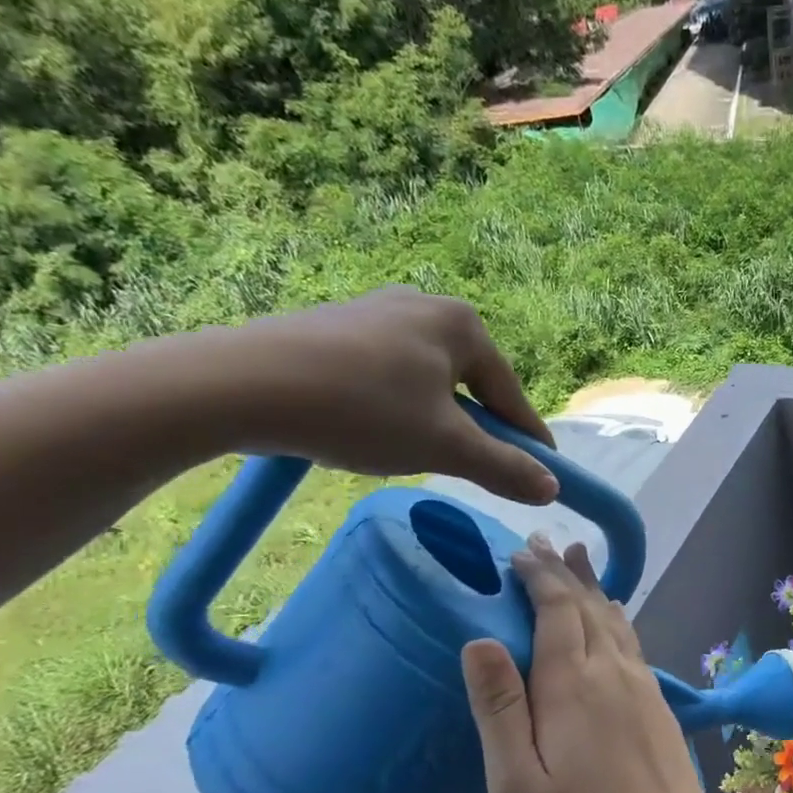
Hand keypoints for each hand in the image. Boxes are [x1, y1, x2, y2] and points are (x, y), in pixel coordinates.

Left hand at [213, 285, 560, 502]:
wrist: (241, 385)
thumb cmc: (363, 410)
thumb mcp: (445, 447)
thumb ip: (504, 467)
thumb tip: (551, 488)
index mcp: (461, 324)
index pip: (510, 394)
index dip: (528, 439)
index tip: (545, 472)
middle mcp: (423, 305)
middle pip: (469, 384)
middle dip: (475, 427)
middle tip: (474, 467)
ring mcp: (374, 310)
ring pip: (427, 380)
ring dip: (434, 418)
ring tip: (416, 452)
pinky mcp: (333, 325)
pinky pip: (386, 373)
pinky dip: (394, 405)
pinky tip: (371, 429)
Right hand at [460, 534, 732, 792]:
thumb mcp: (518, 784)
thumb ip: (499, 709)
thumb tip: (478, 640)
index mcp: (573, 684)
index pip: (557, 609)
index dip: (540, 576)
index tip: (521, 553)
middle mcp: (612, 671)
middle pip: (588, 605)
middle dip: (564, 571)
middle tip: (544, 542)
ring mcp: (642, 685)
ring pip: (614, 619)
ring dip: (593, 587)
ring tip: (578, 558)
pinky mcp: (658, 703)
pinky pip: (631, 642)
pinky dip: (616, 616)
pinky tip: (613, 616)